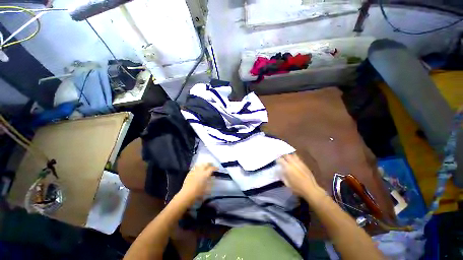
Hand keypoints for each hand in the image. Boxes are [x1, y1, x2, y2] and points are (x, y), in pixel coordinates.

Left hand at [178, 163, 216, 204]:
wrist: (187, 194)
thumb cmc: (198, 193)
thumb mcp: (207, 188)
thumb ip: (210, 181)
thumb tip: (212, 177)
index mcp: (205, 174)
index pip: (212, 168)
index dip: (215, 168)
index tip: (217, 168)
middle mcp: (200, 171)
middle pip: (206, 164)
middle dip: (209, 164)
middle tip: (211, 165)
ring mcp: (194, 171)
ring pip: (200, 164)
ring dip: (203, 164)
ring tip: (205, 166)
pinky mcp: (190, 173)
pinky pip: (195, 167)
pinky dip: (198, 167)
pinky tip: (198, 169)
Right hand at [278, 154, 326, 202]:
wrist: (311, 189)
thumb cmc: (297, 188)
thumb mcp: (287, 183)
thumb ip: (282, 175)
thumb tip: (279, 170)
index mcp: (287, 167)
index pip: (280, 160)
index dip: (277, 160)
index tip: (276, 162)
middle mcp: (293, 163)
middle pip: (286, 155)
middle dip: (283, 156)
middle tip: (281, 158)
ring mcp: (299, 163)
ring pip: (293, 155)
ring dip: (289, 156)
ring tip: (287, 158)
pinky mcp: (304, 164)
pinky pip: (298, 158)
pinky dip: (294, 158)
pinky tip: (293, 161)